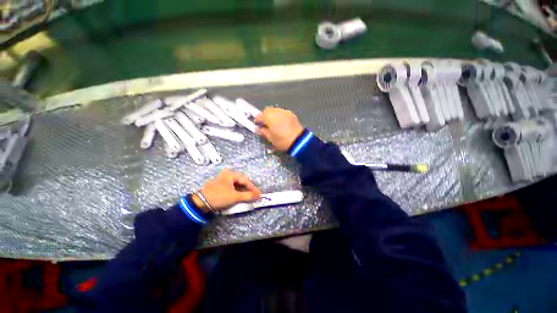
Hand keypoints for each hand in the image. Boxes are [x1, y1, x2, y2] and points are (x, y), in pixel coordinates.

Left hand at [192, 169, 260, 211]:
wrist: (200, 203)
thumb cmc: (219, 197)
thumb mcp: (235, 197)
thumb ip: (248, 196)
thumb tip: (258, 196)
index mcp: (231, 174)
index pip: (246, 180)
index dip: (253, 188)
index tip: (259, 194)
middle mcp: (227, 174)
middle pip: (241, 181)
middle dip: (248, 189)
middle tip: (254, 195)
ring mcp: (222, 179)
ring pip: (236, 185)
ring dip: (243, 191)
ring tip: (248, 196)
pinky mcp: (219, 185)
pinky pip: (231, 187)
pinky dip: (237, 192)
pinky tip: (239, 196)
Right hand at [254, 107, 303, 150]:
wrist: (299, 141)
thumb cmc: (282, 140)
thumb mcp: (270, 138)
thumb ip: (263, 131)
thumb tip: (257, 128)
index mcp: (269, 117)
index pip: (260, 116)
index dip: (257, 120)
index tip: (257, 125)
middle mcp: (277, 112)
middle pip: (267, 110)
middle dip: (264, 116)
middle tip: (264, 123)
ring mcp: (285, 112)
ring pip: (275, 110)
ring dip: (272, 115)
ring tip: (272, 123)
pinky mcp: (291, 114)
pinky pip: (282, 112)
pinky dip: (279, 116)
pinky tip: (280, 123)